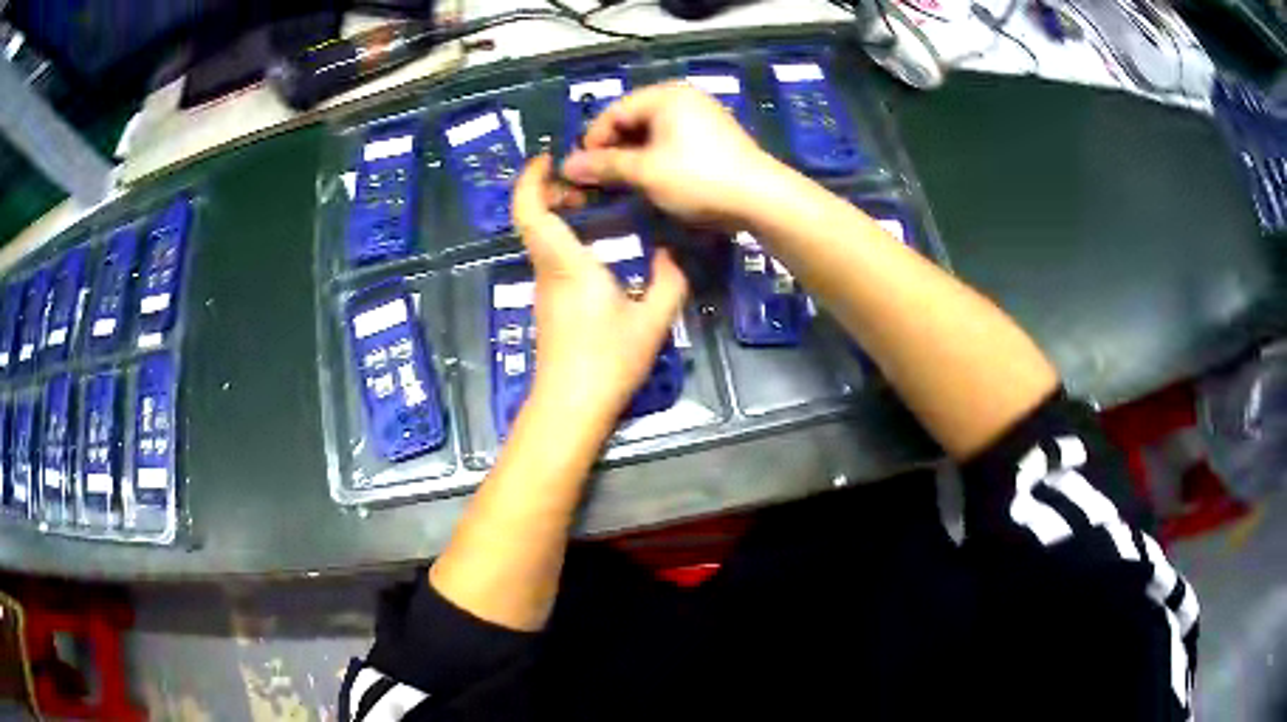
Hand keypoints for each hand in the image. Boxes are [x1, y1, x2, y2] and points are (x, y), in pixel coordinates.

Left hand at [512, 155, 688, 427]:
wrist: (571, 407)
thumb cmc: (608, 361)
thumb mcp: (652, 320)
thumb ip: (670, 280)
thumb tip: (675, 252)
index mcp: (566, 264)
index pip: (531, 211)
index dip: (531, 179)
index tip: (548, 158)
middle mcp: (547, 270)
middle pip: (533, 219)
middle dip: (550, 190)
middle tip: (586, 181)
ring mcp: (544, 289)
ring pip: (540, 238)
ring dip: (559, 214)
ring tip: (597, 204)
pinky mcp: (548, 305)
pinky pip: (550, 257)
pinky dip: (565, 237)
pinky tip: (597, 244)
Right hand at [560, 81, 781, 227]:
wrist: (761, 198)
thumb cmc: (698, 177)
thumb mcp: (644, 172)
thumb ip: (603, 166)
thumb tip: (566, 167)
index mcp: (665, 96)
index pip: (613, 112)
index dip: (592, 141)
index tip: (580, 171)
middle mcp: (683, 99)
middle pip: (633, 121)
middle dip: (612, 151)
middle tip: (598, 181)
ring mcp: (702, 117)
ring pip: (652, 135)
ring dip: (632, 159)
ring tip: (621, 186)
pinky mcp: (714, 138)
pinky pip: (673, 143)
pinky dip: (656, 161)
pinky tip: (650, 184)